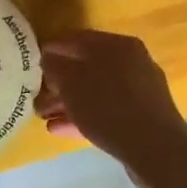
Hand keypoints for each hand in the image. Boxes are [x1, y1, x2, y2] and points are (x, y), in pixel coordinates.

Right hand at [40, 29, 186, 187]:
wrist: (156, 149)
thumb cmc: (109, 106)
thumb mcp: (72, 83)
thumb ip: (55, 66)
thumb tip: (48, 58)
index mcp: (117, 45)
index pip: (77, 38)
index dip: (52, 48)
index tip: (31, 61)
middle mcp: (130, 63)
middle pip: (86, 67)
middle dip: (58, 81)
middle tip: (35, 93)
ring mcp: (137, 91)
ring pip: (94, 91)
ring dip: (67, 101)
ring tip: (42, 115)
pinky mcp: (139, 117)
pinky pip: (104, 111)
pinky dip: (82, 116)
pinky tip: (59, 128)